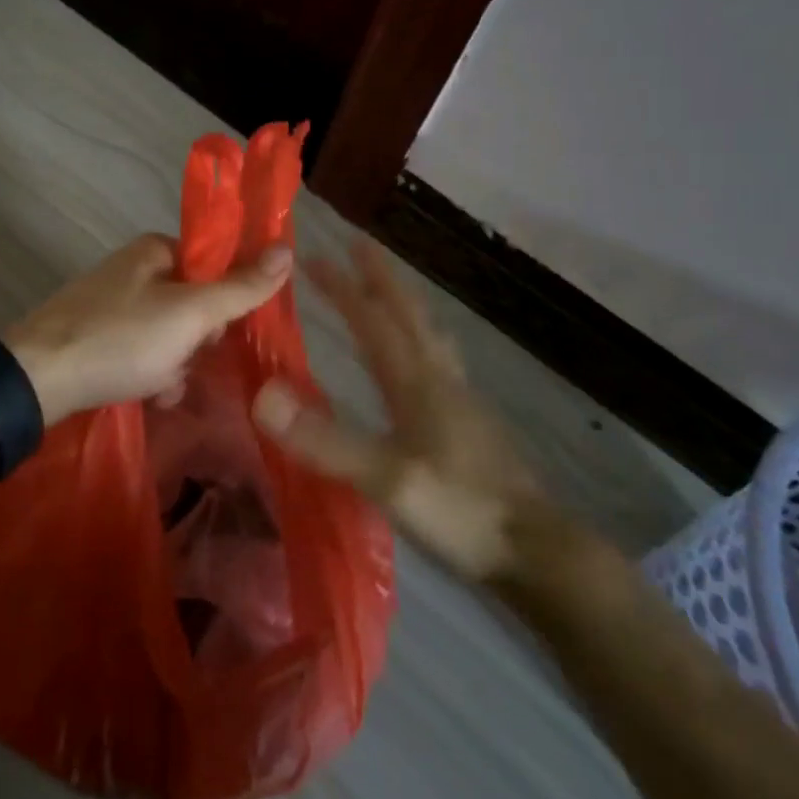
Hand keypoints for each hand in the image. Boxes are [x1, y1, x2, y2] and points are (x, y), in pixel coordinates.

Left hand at [8, 234, 293, 423]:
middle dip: (196, 340)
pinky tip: (149, 394)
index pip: (212, 265)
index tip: (216, 332)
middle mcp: (133, 269)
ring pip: (170, 332)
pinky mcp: (96, 335)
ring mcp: (111, 303)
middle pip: (193, 302)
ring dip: (176, 363)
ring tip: (163, 386)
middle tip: (186, 359)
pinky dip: (151, 372)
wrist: (38, 378)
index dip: (224, 300)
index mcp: (154, 250)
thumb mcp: (190, 313)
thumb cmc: (121, 338)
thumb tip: (287, 249)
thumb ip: (240, 287)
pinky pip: (142, 351)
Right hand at [251, 240, 550, 581]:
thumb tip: (262, 396)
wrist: (535, 551)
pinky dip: (420, 340)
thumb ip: (325, 440)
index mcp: (417, 382)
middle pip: (408, 314)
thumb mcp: (386, 479)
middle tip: (359, 246)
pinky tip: (418, 361)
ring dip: (404, 304)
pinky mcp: (471, 424)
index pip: (373, 320)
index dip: (343, 287)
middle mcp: (440, 379)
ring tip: (388, 291)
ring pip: (428, 335)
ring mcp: (461, 401)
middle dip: (380, 277)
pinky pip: (438, 362)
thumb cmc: (459, 511)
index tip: (314, 257)